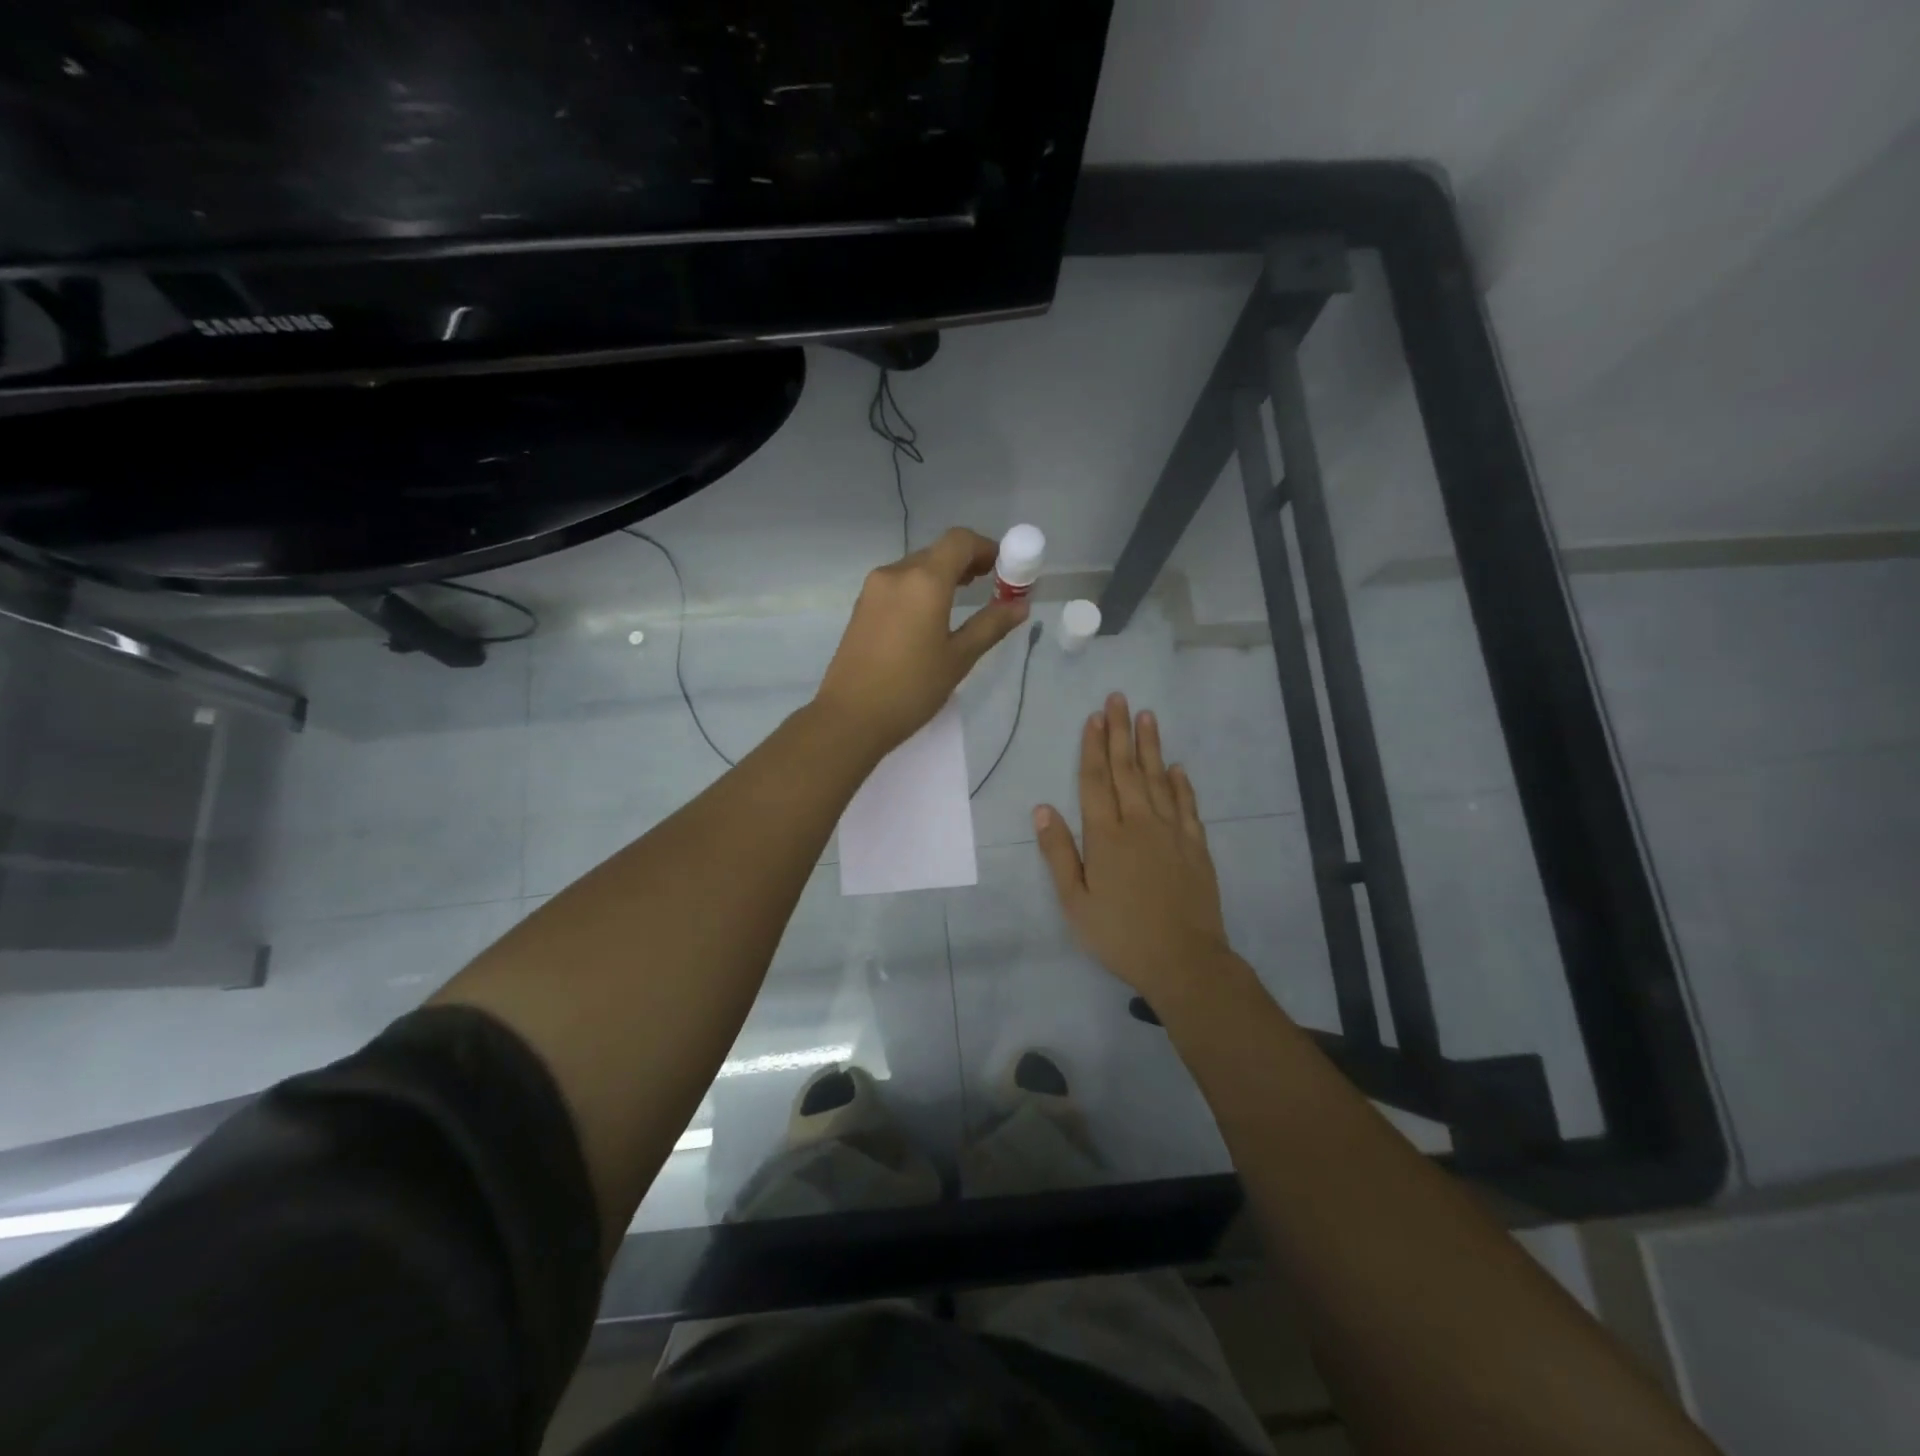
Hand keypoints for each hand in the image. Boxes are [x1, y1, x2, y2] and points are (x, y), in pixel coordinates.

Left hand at [814, 528, 1027, 760]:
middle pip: (937, 552)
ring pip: (915, 568)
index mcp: (924, 581)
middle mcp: (896, 574)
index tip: (1003, 568)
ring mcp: (873, 589)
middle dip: (966, 562)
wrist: (850, 717)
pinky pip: (897, 585)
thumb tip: (1020, 605)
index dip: (986, 547)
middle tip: (989, 587)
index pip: (960, 541)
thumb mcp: (959, 658)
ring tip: (961, 602)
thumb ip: (991, 625)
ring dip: (941, 576)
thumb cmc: (911, 688)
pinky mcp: (861, 607)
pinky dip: (919, 590)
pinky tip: (929, 618)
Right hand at [1035, 694, 1234, 1009]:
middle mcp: (1139, 823)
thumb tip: (1042, 808)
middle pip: (1127, 770)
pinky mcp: (1196, 846)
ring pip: (1159, 779)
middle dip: (1120, 732)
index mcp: (1106, 836)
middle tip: (1118, 698)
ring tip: (1146, 716)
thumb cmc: (1120, 934)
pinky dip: (1182, 783)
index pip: (1096, 781)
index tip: (1094, 717)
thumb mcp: (1075, 901)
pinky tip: (1177, 767)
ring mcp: (1172, 832)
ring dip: (1151, 746)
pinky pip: (1187, 805)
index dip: (1093, 747)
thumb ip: (1058, 853)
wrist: (1184, 960)